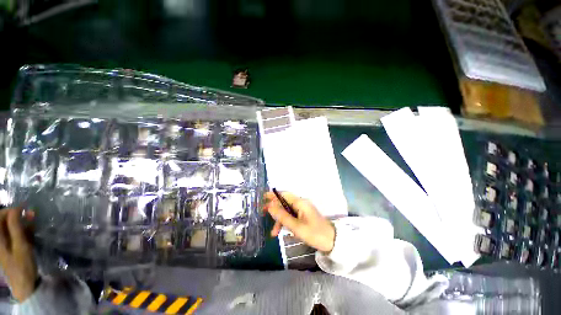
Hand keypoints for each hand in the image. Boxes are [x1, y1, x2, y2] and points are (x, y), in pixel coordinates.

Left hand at [0, 208, 36, 301]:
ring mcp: (4, 244)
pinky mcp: (10, 247)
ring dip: (21, 223)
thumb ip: (16, 227)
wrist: (25, 285)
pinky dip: (23, 230)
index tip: (25, 209)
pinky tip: (31, 232)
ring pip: (10, 227)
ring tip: (33, 222)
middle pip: (4, 221)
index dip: (11, 210)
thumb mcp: (21, 246)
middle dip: (17, 216)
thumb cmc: (22, 265)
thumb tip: (16, 209)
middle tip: (31, 215)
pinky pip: (14, 234)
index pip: (0, 216)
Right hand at [263, 192, 334, 252]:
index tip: (263, 197)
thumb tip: (270, 206)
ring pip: (287, 211)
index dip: (273, 195)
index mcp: (300, 202)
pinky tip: (282, 231)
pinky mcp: (304, 216)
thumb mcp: (296, 227)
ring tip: (273, 233)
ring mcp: (303, 210)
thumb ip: (282, 216)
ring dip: (279, 219)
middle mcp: (301, 203)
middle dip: (274, 208)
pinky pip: (292, 216)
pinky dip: (286, 222)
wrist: (332, 241)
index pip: (284, 194)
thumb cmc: (315, 234)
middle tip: (263, 214)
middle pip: (284, 202)